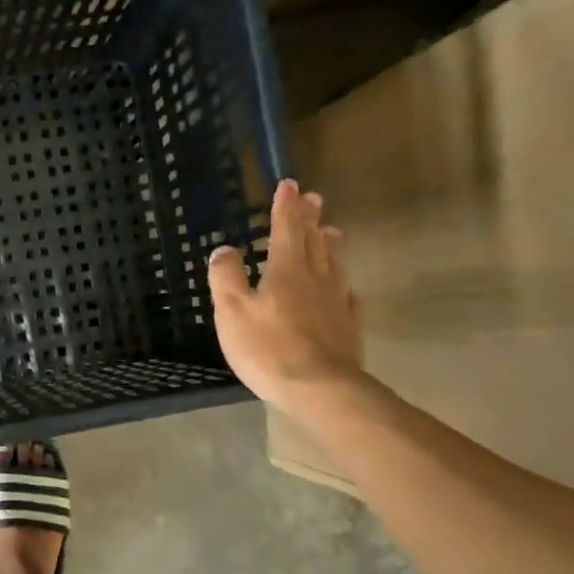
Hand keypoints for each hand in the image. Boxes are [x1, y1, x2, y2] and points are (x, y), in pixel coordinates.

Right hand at [208, 179, 364, 409]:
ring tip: (330, 231)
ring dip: (329, 243)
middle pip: (314, 240)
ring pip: (334, 263)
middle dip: (310, 218)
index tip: (289, 184)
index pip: (286, 229)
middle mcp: (316, 277)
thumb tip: (225, 249)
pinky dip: (341, 280)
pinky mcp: (347, 325)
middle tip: (313, 198)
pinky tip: (343, 285)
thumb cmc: (268, 347)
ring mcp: (336, 301)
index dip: (285, 207)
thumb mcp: (232, 311)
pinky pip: (346, 293)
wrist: (320, 388)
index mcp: (287, 269)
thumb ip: (226, 277)